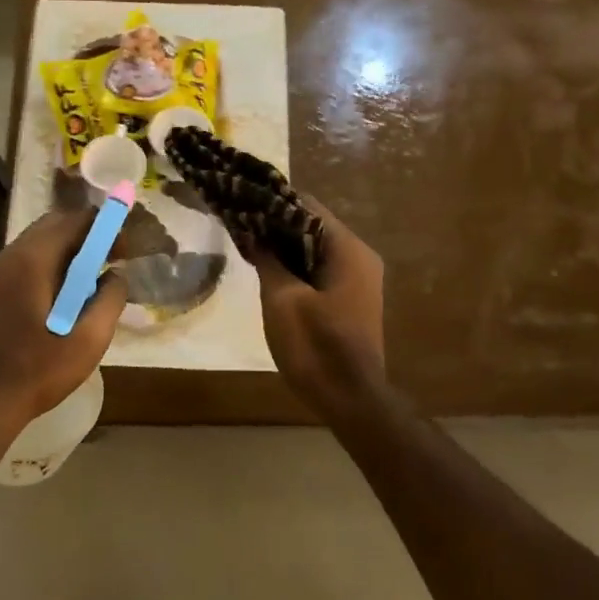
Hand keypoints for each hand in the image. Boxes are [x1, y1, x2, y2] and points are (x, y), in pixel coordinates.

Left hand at [0, 208, 127, 434]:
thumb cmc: (36, 371)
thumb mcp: (89, 340)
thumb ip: (110, 300)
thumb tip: (116, 276)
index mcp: (32, 260)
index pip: (75, 220)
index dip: (106, 227)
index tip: (128, 249)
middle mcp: (11, 256)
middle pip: (55, 225)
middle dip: (89, 236)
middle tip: (115, 260)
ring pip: (41, 244)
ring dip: (71, 253)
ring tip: (96, 280)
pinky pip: (29, 264)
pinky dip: (54, 267)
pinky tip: (69, 298)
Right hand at [246, 196, 385, 415]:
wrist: (349, 400)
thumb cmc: (315, 347)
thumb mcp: (281, 300)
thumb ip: (268, 258)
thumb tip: (252, 230)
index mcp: (348, 250)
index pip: (307, 206)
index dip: (272, 201)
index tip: (241, 200)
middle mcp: (359, 257)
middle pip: (312, 225)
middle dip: (275, 223)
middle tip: (238, 223)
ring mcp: (358, 280)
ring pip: (315, 249)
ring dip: (283, 246)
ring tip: (246, 243)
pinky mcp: (350, 299)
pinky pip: (320, 270)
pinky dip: (295, 265)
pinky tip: (267, 270)